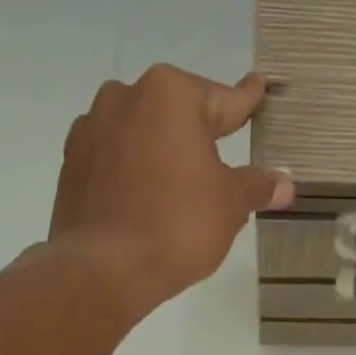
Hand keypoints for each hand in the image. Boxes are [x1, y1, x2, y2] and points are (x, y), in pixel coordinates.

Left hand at [50, 64, 292, 315]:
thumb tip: (284, 183)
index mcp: (171, 94)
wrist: (103, 268)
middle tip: (223, 158)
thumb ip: (257, 185)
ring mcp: (92, 126)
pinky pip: (115, 153)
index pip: (225, 99)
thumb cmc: (178, 223)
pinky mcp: (71, 159)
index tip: (257, 87)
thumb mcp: (231, 203)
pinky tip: (146, 194)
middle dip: (201, 131)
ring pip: (143, 129)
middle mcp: (126, 96)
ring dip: (163, 147)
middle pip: (178, 111)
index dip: (247, 101)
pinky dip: (133, 166)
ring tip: (181, 182)